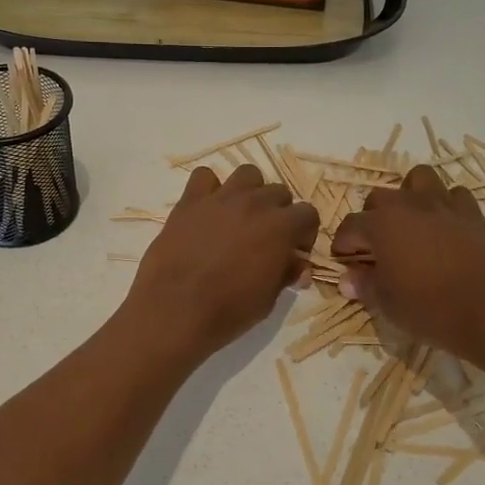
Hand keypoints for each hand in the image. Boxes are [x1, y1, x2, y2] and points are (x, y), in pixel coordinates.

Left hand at [125, 164, 320, 360]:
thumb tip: (298, 265)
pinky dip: (209, 189)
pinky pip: (204, 176)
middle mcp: (255, 204)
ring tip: (239, 217)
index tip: (293, 252)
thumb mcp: (268, 299)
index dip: (304, 233)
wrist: (176, 309)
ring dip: (250, 192)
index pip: (308, 214)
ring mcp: (221, 198)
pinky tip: (206, 210)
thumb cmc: (228, 311)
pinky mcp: (190, 201)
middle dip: (278, 212)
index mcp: (281, 227)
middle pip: (278, 192)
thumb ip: (286, 274)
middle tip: (265, 238)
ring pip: (247, 174)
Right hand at [331, 165, 484, 366]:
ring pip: (418, 180)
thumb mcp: (388, 304)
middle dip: (372, 219)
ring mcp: (444, 205)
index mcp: (381, 224)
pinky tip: (446, 228)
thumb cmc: (432, 309)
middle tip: (378, 248)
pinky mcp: (473, 213)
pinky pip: (454, 195)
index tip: (346, 263)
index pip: (350, 226)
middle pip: (379, 198)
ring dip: (409, 197)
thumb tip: (348, 280)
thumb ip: (365, 286)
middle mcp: (408, 205)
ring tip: (410, 224)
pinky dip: (446, 205)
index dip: (344, 246)